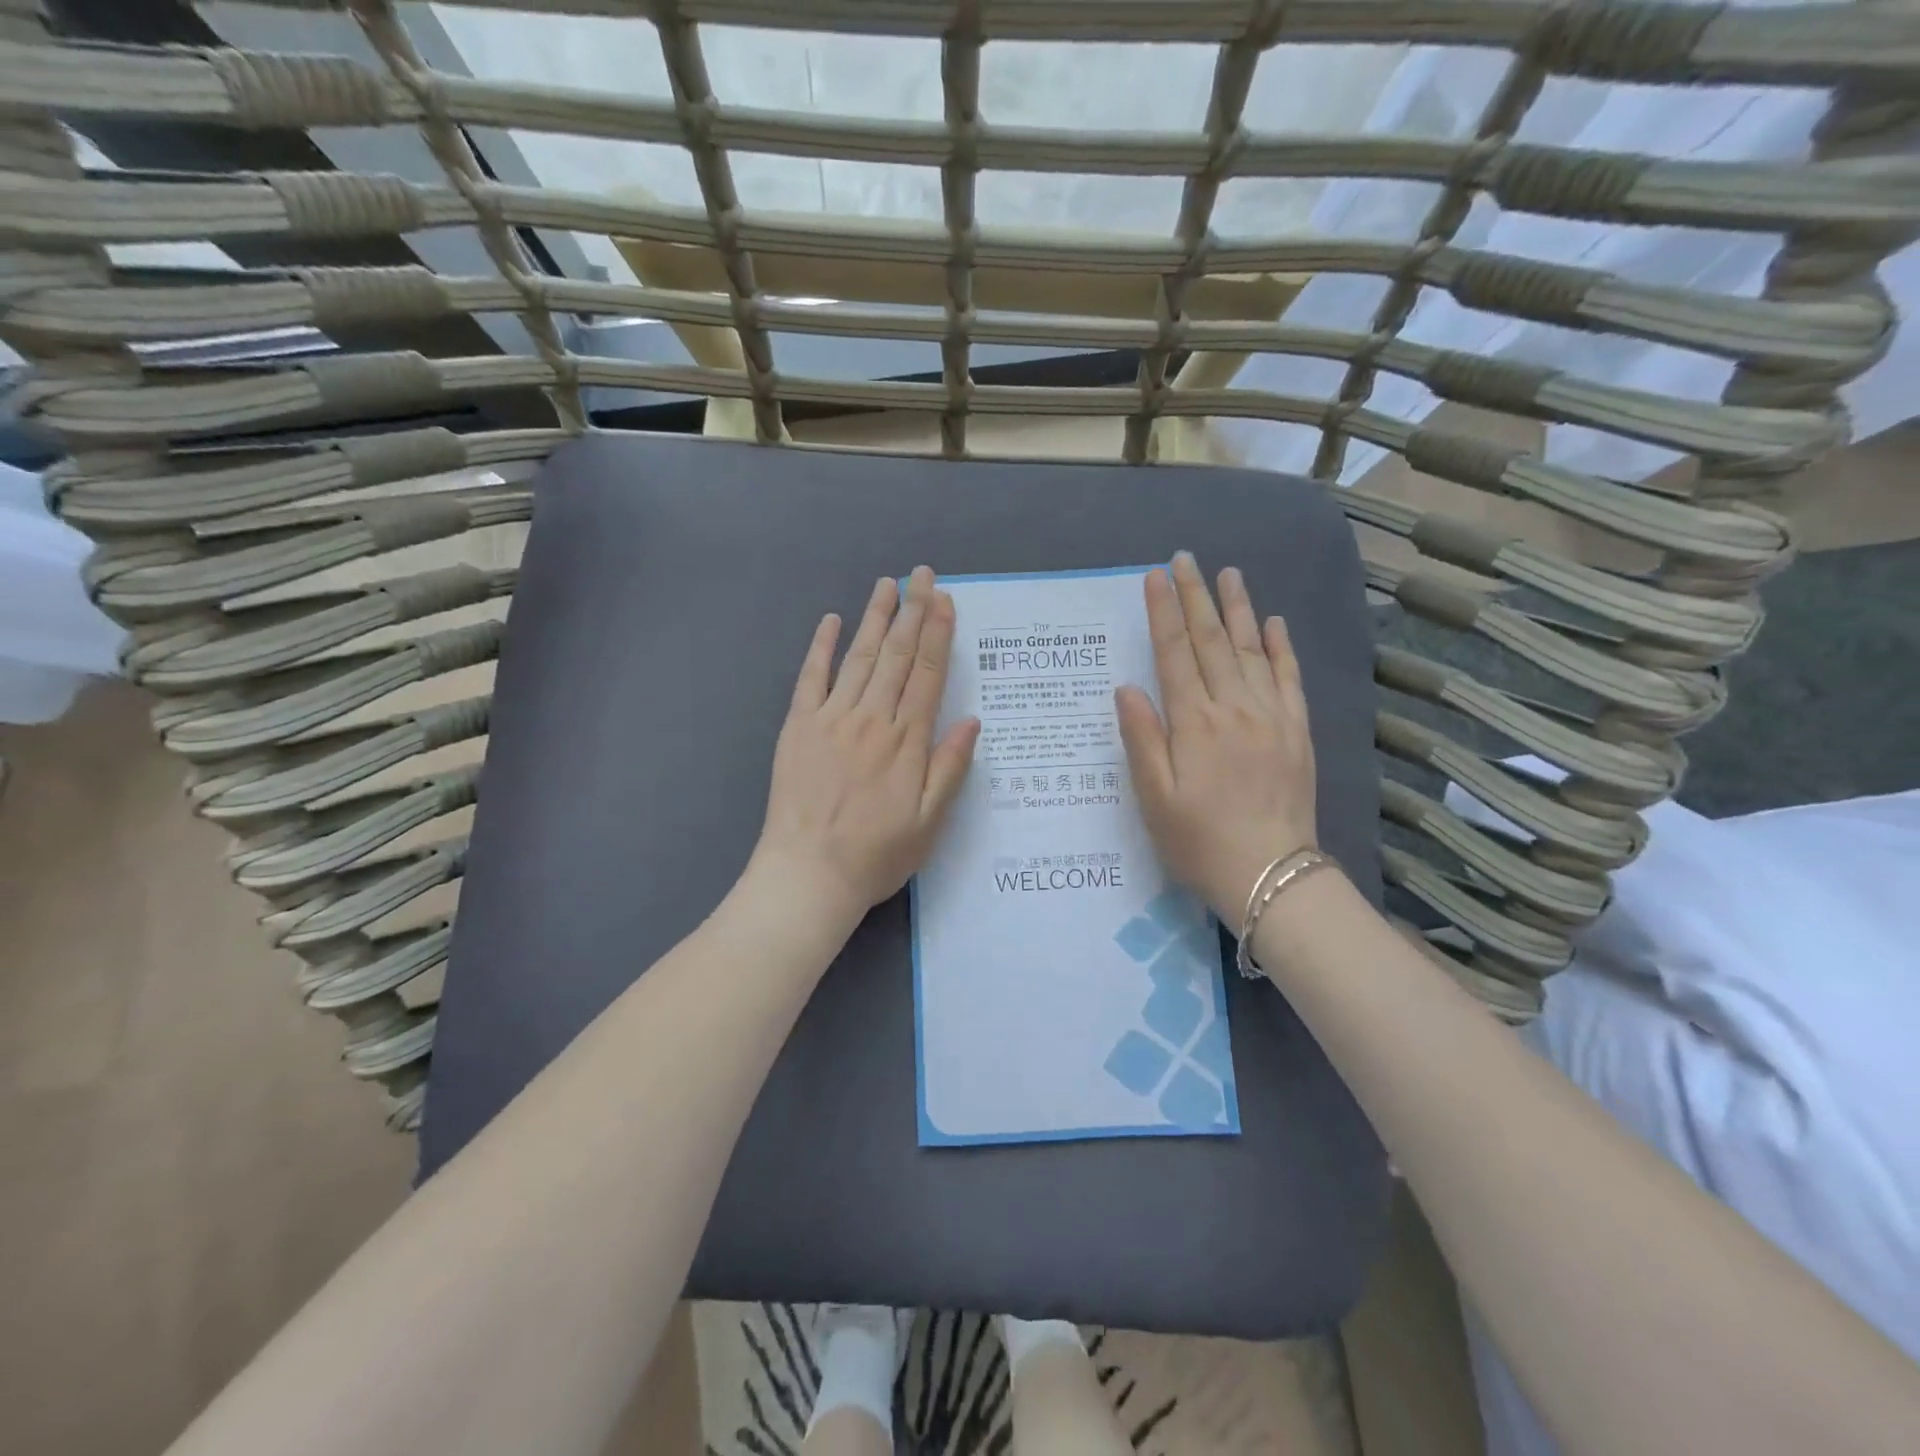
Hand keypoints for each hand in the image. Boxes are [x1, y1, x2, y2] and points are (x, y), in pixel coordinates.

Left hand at [752, 566, 980, 927]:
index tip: (945, 600)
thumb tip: (971, 720)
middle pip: (897, 656)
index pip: (928, 674)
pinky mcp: (799, 727)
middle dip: (912, 611)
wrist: (808, 874)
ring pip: (860, 657)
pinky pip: (811, 677)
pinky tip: (832, 621)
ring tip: (887, 583)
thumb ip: (950, 768)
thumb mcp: (930, 822)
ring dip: (875, 618)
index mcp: (907, 741)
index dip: (938, 634)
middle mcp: (872, 719)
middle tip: (922, 574)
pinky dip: (822, 647)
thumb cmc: (876, 855)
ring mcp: (831, 719)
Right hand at [1115, 552, 1317, 923]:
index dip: (1163, 613)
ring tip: (1228, 574)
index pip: (1174, 654)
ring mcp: (1271, 716)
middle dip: (1196, 597)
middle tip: (1186, 559)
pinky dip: (1282, 647)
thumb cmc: (1198, 840)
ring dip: (1239, 609)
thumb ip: (1142, 738)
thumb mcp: (1154, 797)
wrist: (1270, 874)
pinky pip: (1290, 678)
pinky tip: (1274, 623)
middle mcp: (1234, 708)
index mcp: (1194, 723)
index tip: (1155, 577)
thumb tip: (1127, 688)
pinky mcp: (1297, 730)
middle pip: (1213, 641)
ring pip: (1253, 650)